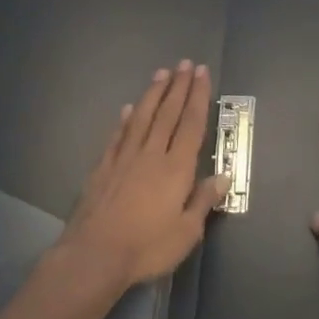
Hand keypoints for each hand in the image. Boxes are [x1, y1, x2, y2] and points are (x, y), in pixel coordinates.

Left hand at [57, 60, 227, 289]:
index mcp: (176, 168)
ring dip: (153, 94)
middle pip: (167, 113)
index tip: (201, 73)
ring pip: (142, 117)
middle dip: (178, 87)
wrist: (94, 255)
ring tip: (161, 73)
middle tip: (184, 63)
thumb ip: (203, 201)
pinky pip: (117, 136)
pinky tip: (128, 109)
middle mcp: (151, 154)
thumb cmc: (147, 247)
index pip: (191, 124)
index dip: (198, 97)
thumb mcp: (186, 232)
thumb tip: (223, 176)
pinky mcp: (103, 168)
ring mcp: (124, 158)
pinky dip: (125, 120)